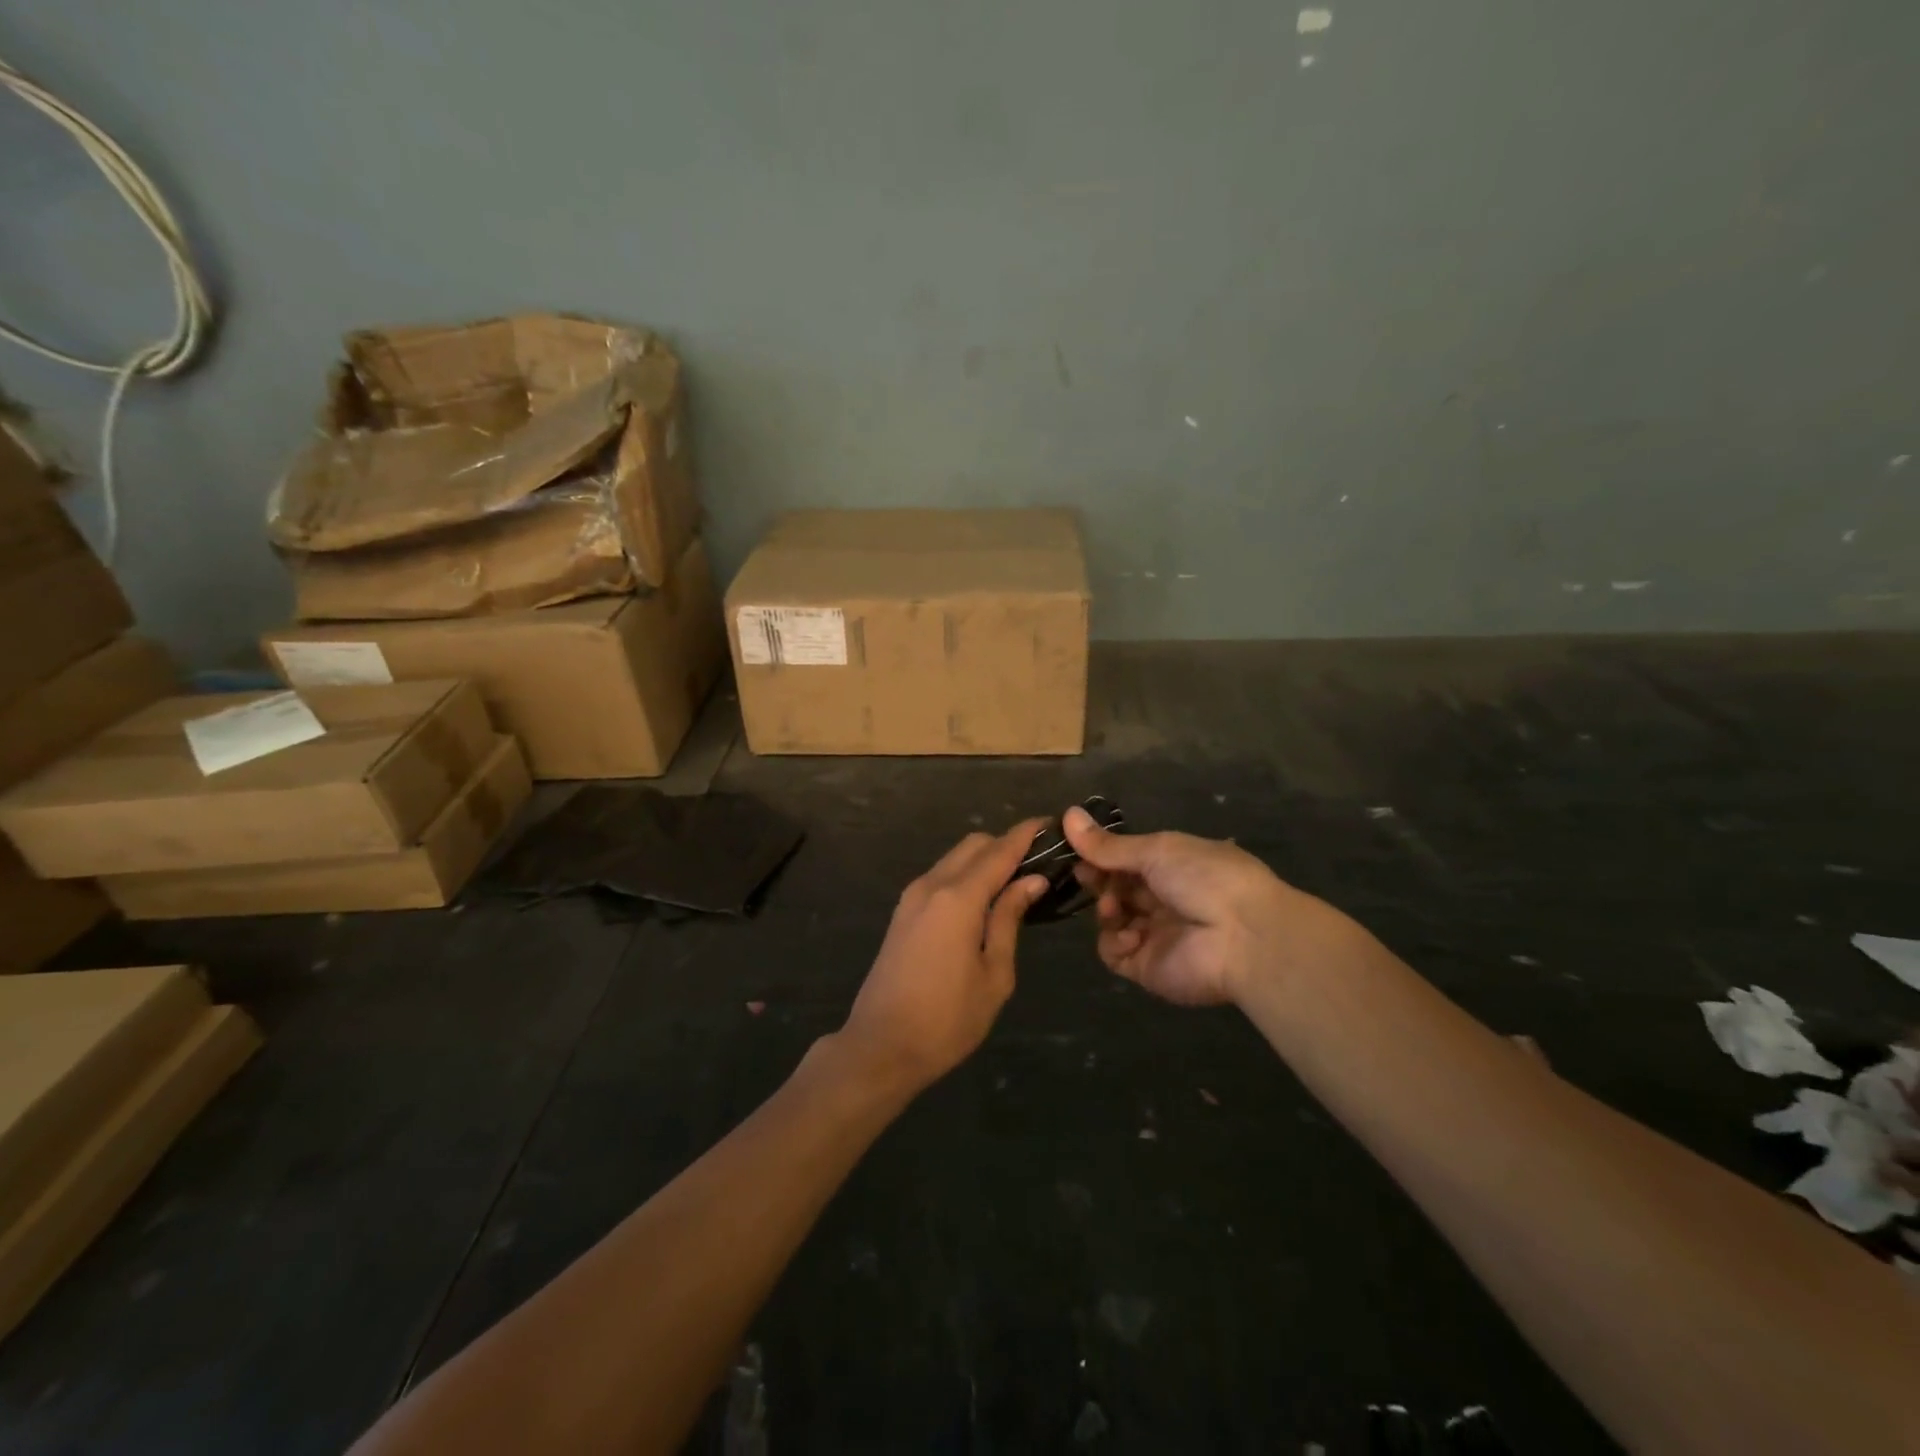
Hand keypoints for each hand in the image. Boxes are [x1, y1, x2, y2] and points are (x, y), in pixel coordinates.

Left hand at [836, 821, 1048, 1094]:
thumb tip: (1031, 880)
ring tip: (1016, 884)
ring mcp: (912, 897)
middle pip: (974, 845)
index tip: (1052, 824)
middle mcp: (932, 885)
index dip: (1026, 834)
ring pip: (954, 859)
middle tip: (1038, 865)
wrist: (881, 1046)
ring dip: (984, 861)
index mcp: (958, 897)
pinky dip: (965, 876)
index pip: (1000, 850)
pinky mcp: (903, 912)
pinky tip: (984, 902)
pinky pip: (940, 877)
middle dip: (1006, 845)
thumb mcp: (994, 974)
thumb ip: (1009, 919)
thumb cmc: (948, 1018)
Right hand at [1063, 806, 1345, 1006]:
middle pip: (1116, 888)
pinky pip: (1115, 953)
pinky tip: (1128, 934)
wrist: (1243, 936)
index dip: (1101, 854)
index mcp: (1173, 866)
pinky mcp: (1147, 967)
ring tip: (1112, 907)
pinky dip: (1114, 942)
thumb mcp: (1156, 850)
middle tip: (1085, 875)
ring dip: (1106, 909)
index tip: (1076, 849)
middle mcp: (1163, 899)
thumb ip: (1109, 844)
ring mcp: (1154, 935)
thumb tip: (1067, 814)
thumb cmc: (1205, 878)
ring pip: (1111, 919)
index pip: (1127, 859)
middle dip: (1098, 880)